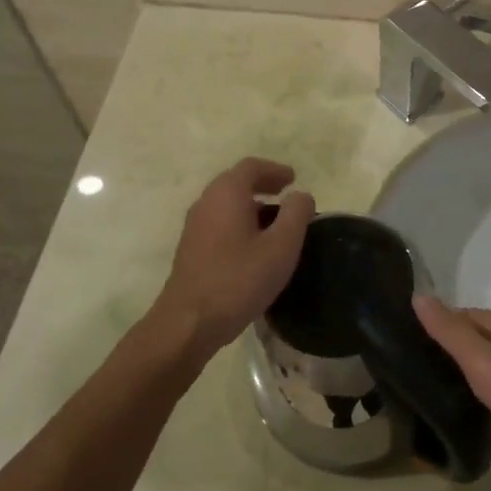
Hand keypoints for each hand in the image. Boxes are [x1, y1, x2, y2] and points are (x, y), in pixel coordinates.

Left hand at [152, 158, 314, 365]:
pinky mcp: (191, 250)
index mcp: (227, 194)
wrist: (189, 323)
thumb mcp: (281, 246)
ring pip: (226, 204)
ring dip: (251, 205)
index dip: (275, 170)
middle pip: (236, 182)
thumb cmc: (239, 280)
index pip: (251, 167)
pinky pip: (219, 223)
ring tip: (275, 222)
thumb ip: (296, 214)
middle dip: (263, 184)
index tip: (294, 179)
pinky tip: (254, 246)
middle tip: (286, 196)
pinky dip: (239, 222)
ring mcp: (194, 227)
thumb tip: (301, 195)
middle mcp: (206, 203)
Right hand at [412, 296, 490, 464]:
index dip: (432, 329)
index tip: (407, 351)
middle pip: (474, 335)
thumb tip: (419, 295)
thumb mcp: (484, 363)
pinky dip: (489, 386)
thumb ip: (451, 333)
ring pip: (490, 357)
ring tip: (442, 394)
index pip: (457, 315)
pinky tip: (480, 407)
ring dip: (469, 369)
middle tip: (419, 377)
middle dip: (449, 350)